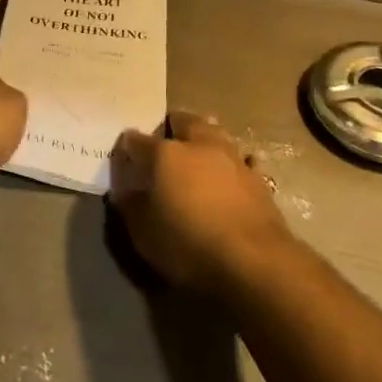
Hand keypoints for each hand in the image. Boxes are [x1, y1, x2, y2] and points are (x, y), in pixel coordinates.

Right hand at [111, 112, 295, 295]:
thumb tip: (126, 192)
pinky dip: (231, 164)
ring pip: (215, 133)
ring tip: (197, 156)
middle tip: (164, 146)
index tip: (124, 155)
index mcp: (166, 154)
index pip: (137, 140)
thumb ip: (132, 207)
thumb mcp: (145, 235)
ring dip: (204, 140)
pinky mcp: (258, 176)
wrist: (254, 261)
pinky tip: (230, 175)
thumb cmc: (189, 245)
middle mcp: (199, 145)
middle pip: (182, 121)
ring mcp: (232, 157)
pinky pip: (241, 159)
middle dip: (171, 128)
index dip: (127, 146)